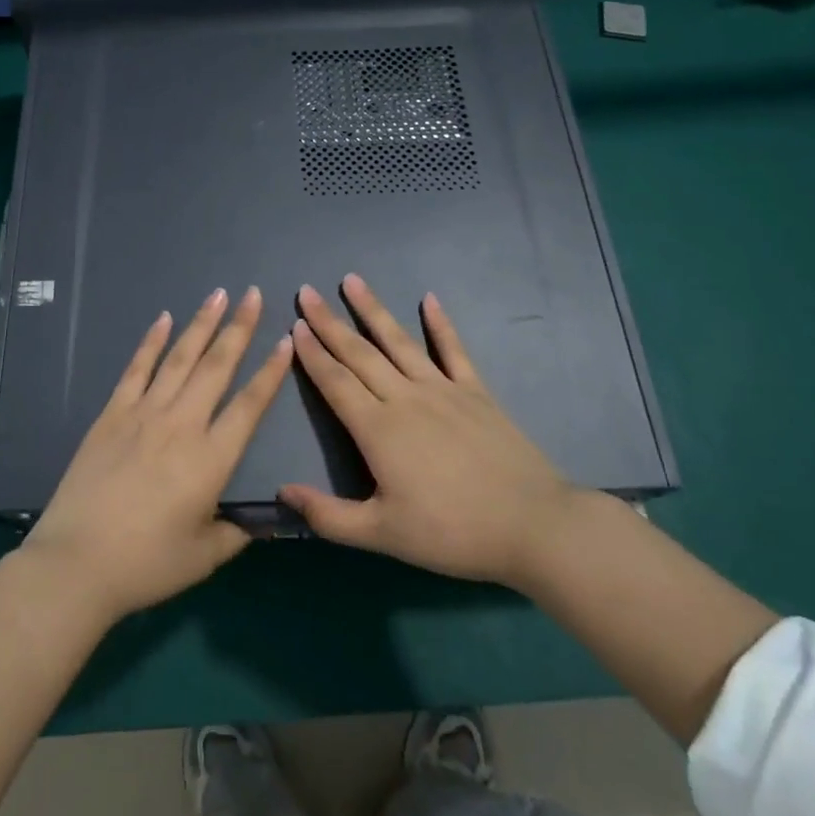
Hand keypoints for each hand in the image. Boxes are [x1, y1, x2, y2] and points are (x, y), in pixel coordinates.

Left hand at [21, 286, 291, 625]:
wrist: (76, 563)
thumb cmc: (146, 564)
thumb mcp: (204, 556)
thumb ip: (237, 533)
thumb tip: (265, 521)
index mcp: (211, 459)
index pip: (249, 405)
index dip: (270, 372)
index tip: (285, 340)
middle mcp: (181, 425)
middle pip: (216, 367)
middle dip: (238, 328)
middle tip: (253, 294)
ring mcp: (143, 415)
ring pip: (179, 359)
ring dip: (201, 324)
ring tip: (218, 294)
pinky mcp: (112, 415)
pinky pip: (136, 370)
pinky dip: (151, 342)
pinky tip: (163, 319)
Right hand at [278, 275, 578, 589]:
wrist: (531, 525)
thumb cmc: (451, 533)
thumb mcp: (382, 535)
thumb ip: (329, 516)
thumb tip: (283, 492)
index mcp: (378, 430)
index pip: (336, 382)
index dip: (313, 354)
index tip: (294, 325)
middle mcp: (405, 398)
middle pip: (360, 353)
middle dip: (329, 322)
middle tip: (307, 291)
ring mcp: (443, 390)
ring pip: (399, 342)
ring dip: (373, 310)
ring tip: (352, 280)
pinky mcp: (476, 392)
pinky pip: (454, 350)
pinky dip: (441, 324)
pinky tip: (429, 299)